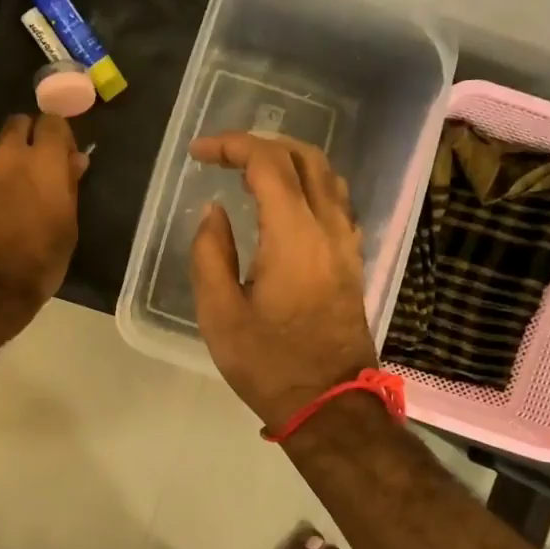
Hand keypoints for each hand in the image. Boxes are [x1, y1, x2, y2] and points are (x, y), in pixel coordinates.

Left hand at [0, 113, 87, 315]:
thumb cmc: (42, 261)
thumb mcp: (68, 226)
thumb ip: (69, 187)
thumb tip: (75, 160)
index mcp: (42, 162)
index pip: (52, 122)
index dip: (57, 135)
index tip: (61, 154)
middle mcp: (5, 159)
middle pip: (15, 126)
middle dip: (24, 139)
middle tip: (30, 170)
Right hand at [188, 132, 378, 430]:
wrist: (329, 404)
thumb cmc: (268, 363)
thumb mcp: (219, 313)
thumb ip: (210, 253)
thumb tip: (213, 212)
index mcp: (293, 235)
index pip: (268, 163)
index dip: (232, 146)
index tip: (198, 153)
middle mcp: (328, 227)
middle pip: (304, 157)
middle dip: (261, 144)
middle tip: (222, 156)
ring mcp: (346, 242)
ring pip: (327, 175)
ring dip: (288, 160)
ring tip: (250, 171)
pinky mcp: (351, 259)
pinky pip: (335, 201)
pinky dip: (307, 184)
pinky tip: (284, 202)